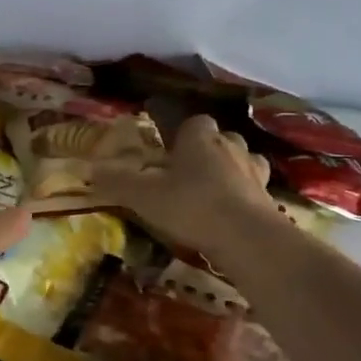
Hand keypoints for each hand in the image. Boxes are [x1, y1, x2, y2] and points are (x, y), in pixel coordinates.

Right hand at [91, 114, 274, 258]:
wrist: (248, 238)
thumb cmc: (191, 206)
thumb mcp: (143, 196)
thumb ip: (118, 182)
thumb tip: (91, 169)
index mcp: (200, 137)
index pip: (193, 121)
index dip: (181, 133)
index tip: (168, 150)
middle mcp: (231, 146)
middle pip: (219, 139)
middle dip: (206, 151)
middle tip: (186, 173)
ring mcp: (254, 171)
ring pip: (240, 162)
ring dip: (228, 171)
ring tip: (210, 192)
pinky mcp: (269, 198)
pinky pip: (253, 189)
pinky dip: (242, 197)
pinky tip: (229, 214)